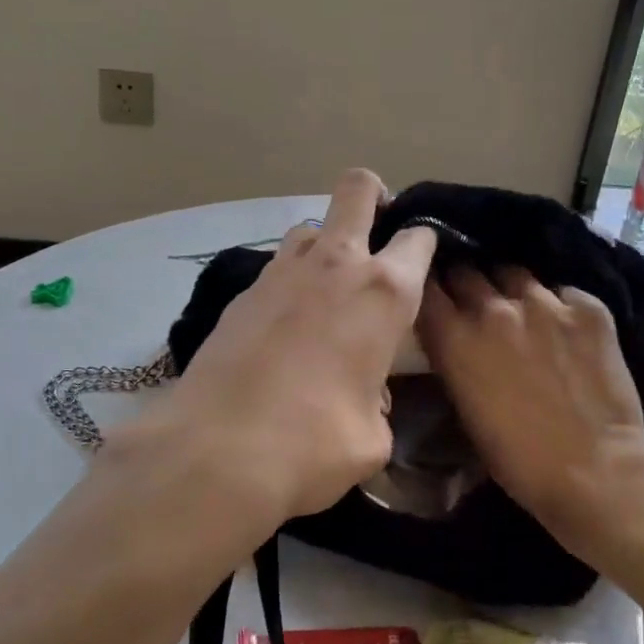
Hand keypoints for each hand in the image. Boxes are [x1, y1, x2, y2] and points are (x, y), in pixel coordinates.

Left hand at [113, 169, 436, 536]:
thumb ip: (376, 402)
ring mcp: (280, 272)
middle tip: (378, 230)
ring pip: (310, 227)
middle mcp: (334, 265)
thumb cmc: (315, 444)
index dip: (426, 243)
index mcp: (383, 292)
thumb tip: (362, 395)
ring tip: (327, 289)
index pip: (418, 239)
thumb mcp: (372, 437)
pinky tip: (284, 327)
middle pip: (357, 190)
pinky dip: (290, 284)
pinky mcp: (240, 293)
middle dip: (374, 195)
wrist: (217, 453)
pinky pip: (276, 269)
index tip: (423, 263)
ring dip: (326, 245)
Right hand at [417, 265, 643, 543]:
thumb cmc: (518, 459)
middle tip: (474, 304)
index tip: (431, 295)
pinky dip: (558, 306)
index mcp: (454, 337)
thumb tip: (453, 338)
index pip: (425, 286)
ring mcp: (544, 303)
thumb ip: (453, 359)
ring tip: (521, 311)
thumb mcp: (464, 407)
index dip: (427, 288)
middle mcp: (493, 308)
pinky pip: (562, 292)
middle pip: (466, 271)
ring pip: (513, 273)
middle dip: (465, 285)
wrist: (596, 472)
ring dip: (510, 290)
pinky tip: (566, 331)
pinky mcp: (587, 307)